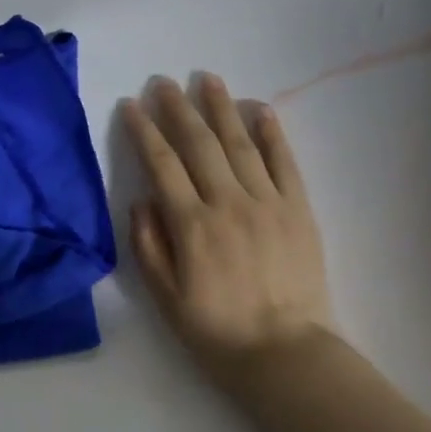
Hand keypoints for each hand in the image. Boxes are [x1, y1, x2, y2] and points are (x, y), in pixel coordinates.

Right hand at [122, 75, 333, 386]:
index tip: (132, 105)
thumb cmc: (215, 330)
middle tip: (163, 81)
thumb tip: (142, 200)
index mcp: (191, 225)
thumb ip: (149, 245)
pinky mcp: (299, 210)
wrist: (284, 352)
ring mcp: (268, 203)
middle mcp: (228, 203)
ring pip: (240, 144)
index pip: (162, 165)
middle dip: (178, 109)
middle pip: (199, 144)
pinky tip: (260, 109)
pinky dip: (273, 134)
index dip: (144, 132)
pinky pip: (285, 163)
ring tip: (207, 79)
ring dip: (221, 108)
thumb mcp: (164, 297)